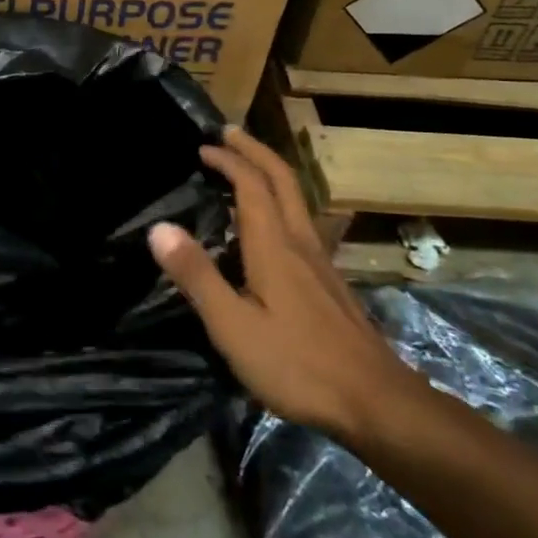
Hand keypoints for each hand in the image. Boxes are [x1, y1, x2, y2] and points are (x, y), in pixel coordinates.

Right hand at [149, 126, 412, 440]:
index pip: (251, 185)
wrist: (378, 403)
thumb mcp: (233, 326)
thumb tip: (159, 228)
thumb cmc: (298, 364)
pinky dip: (278, 202)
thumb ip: (197, 276)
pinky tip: (268, 226)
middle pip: (282, 180)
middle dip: (254, 151)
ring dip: (268, 173)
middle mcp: (300, 242)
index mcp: (274, 246)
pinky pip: (300, 222)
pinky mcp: (329, 283)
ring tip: (244, 168)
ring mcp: (320, 263)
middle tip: (229, 135)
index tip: (202, 147)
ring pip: (296, 200)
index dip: (227, 160)